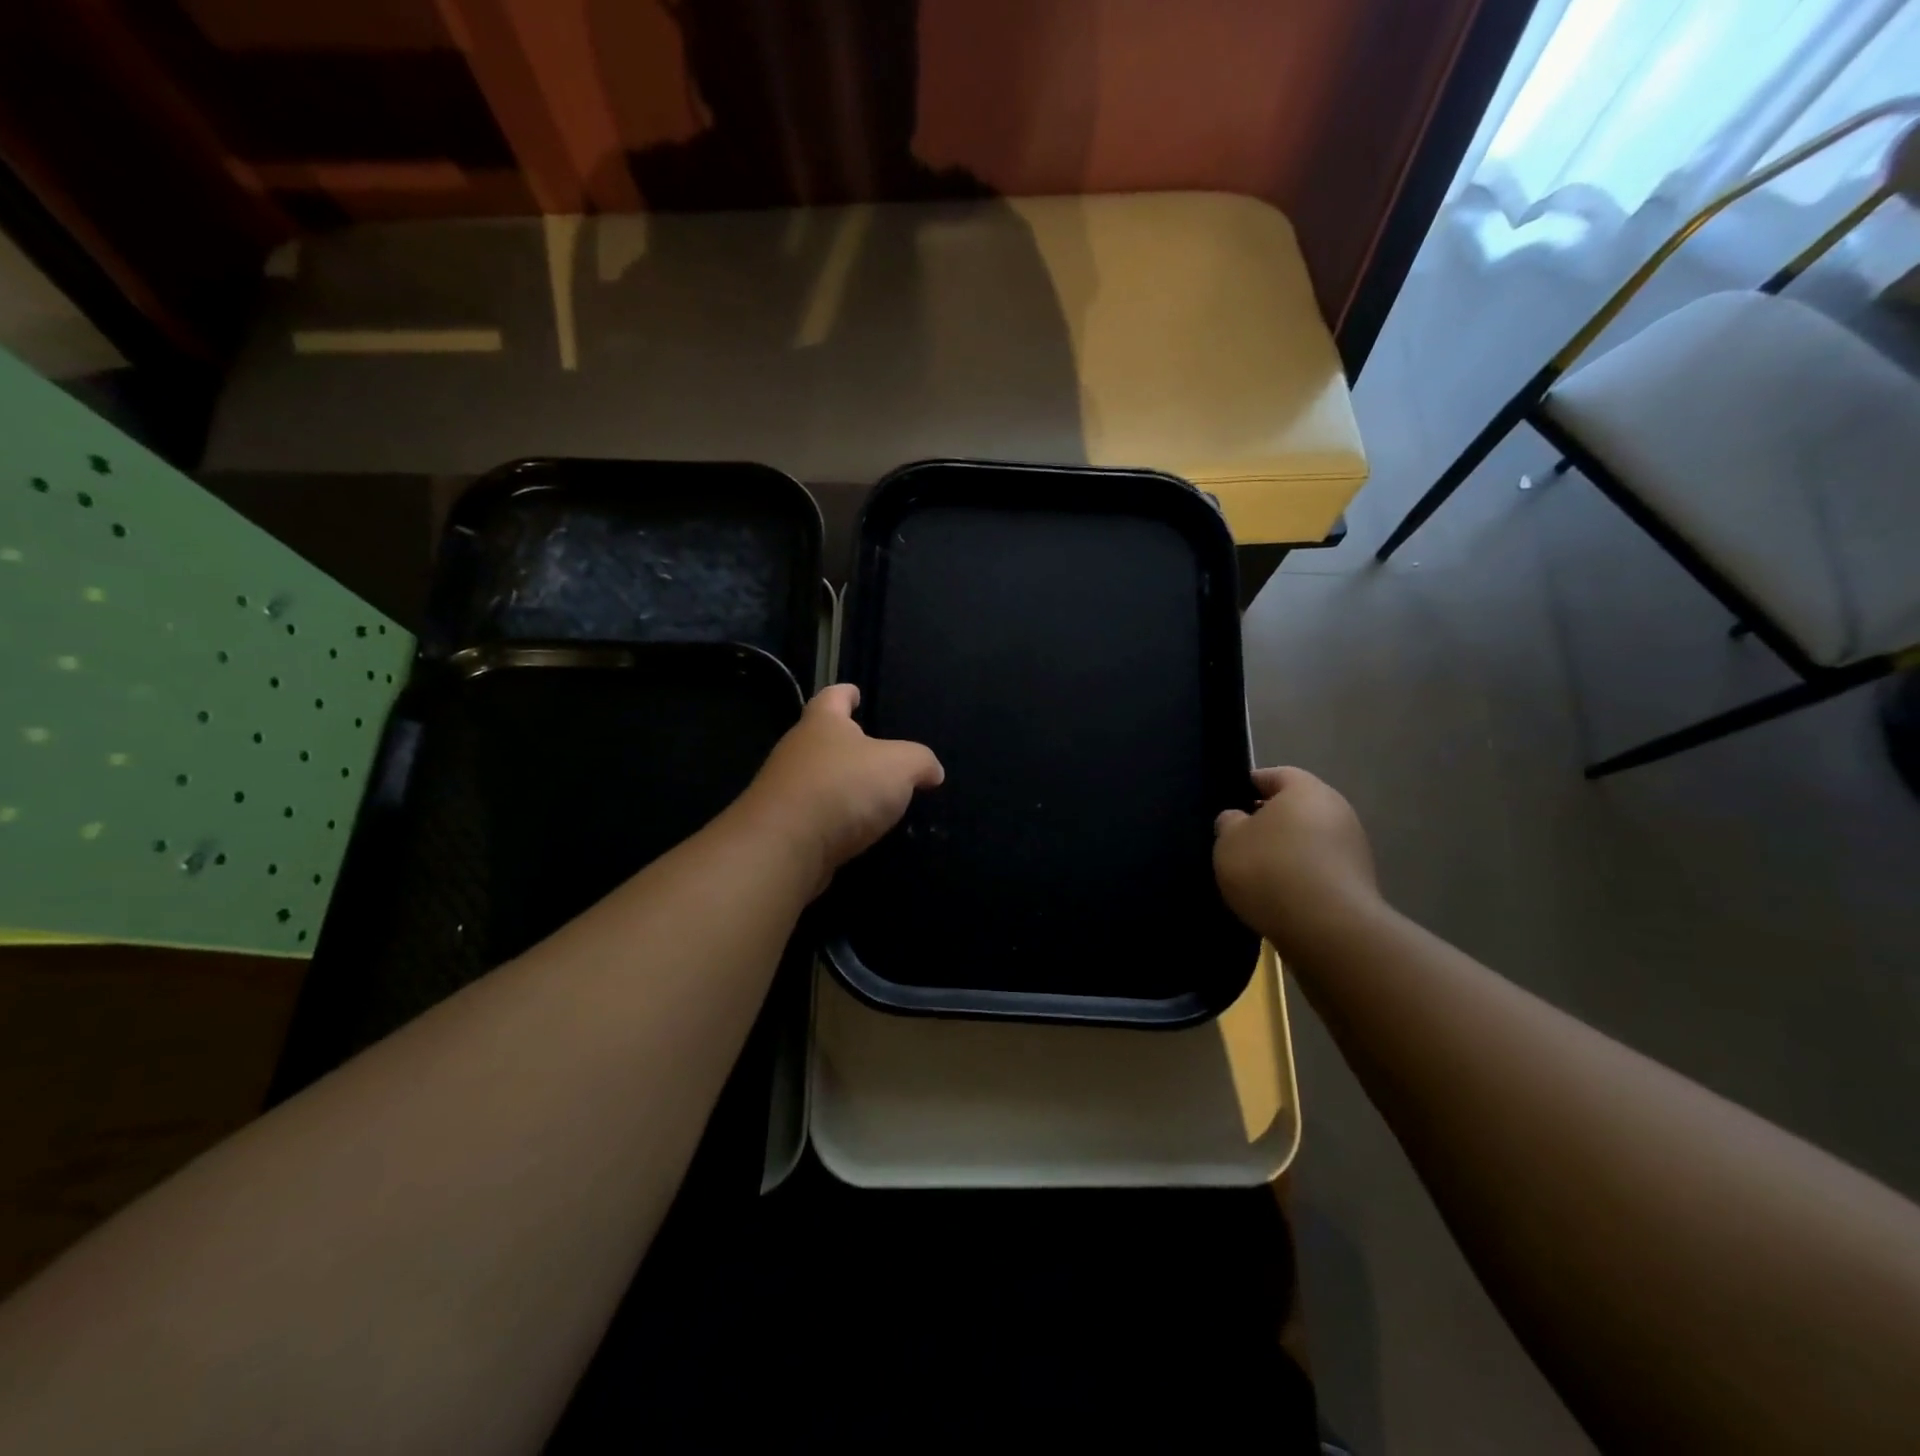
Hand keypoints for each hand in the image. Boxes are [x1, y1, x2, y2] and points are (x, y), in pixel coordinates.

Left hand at [737, 684, 943, 893]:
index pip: (833, 697)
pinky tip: (854, 830)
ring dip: (840, 784)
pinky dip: (833, 818)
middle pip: (822, 738)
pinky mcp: (783, 826)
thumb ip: (919, 762)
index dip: (846, 693)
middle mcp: (798, 750)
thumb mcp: (899, 766)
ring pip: (817, 778)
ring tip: (870, 796)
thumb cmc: (843, 787)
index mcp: (822, 723)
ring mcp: (785, 789)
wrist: (784, 846)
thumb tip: (932, 771)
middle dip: (845, 743)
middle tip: (874, 752)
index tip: (854, 693)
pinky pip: (814, 814)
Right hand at [1213, 767, 1380, 953]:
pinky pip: (1320, 867)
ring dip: (1287, 850)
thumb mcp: (1229, 841)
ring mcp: (1353, 846)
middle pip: (1296, 807)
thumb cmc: (1270, 869)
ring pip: (1310, 838)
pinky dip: (1301, 875)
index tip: (1229, 803)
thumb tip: (1238, 818)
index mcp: (1306, 789)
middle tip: (1240, 840)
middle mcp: (1337, 810)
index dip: (1248, 786)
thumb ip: (1229, 822)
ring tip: (1257, 873)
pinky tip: (1280, 894)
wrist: (1326, 927)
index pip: (1274, 775)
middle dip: (1269, 820)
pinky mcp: (1359, 881)